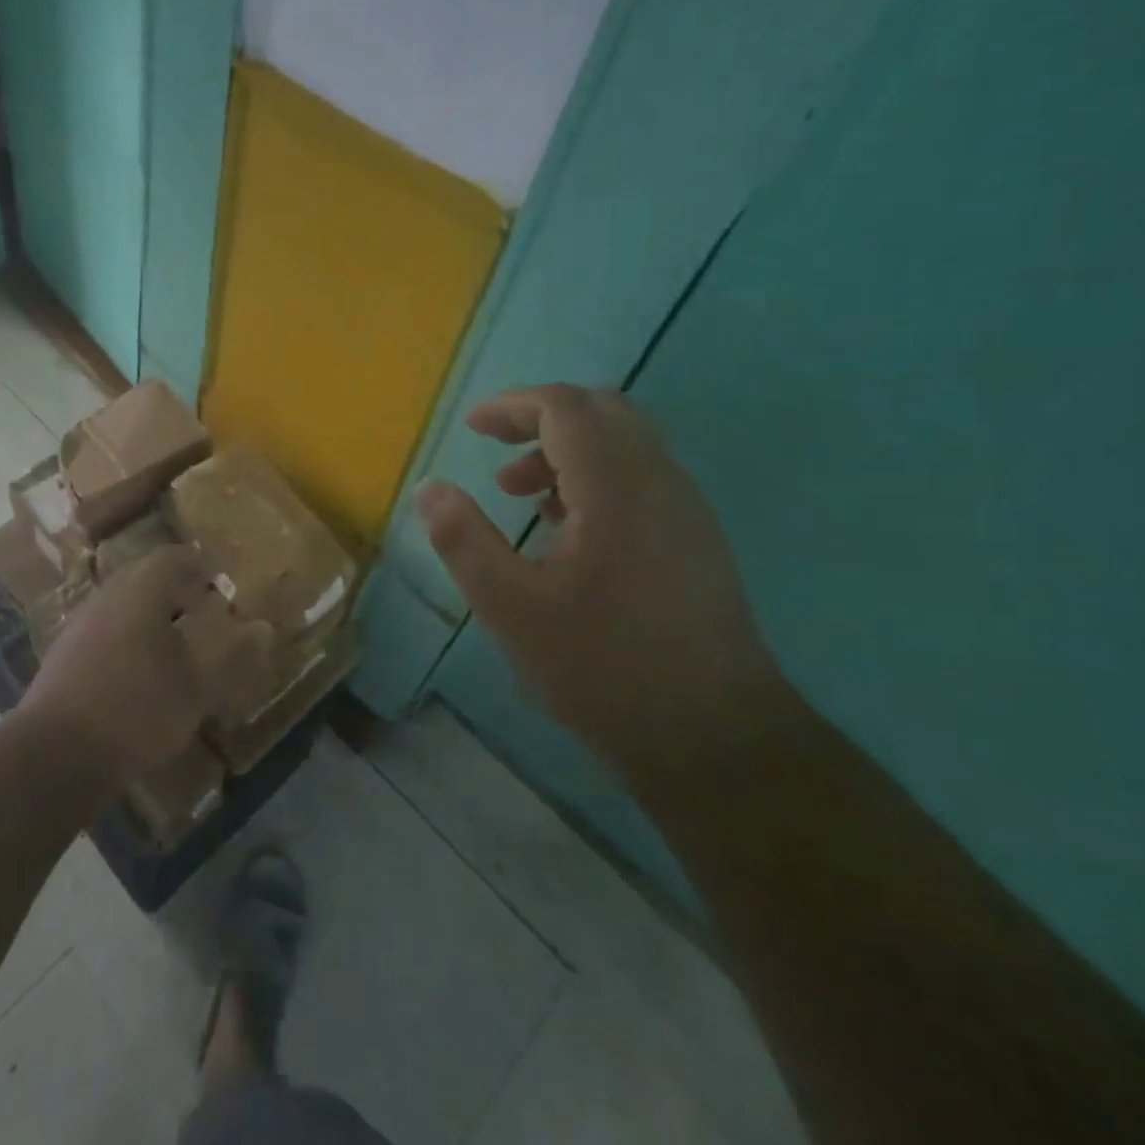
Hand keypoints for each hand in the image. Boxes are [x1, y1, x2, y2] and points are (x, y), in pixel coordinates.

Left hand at [18, 544, 267, 786]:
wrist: (53, 756)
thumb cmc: (136, 711)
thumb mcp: (196, 691)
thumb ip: (233, 660)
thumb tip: (264, 630)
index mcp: (140, 594)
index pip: (171, 558)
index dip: (197, 563)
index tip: (217, 575)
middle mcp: (106, 600)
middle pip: (142, 578)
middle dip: (173, 587)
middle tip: (200, 603)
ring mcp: (79, 628)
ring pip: (120, 605)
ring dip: (148, 613)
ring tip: (174, 639)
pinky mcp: (62, 658)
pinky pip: (104, 631)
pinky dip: (127, 637)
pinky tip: (138, 670)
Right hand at [417, 384, 793, 790]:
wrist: (715, 739)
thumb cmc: (603, 668)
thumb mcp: (510, 607)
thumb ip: (462, 539)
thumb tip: (430, 488)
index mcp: (616, 487)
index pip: (564, 407)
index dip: (511, 406)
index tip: (471, 428)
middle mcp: (660, 481)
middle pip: (601, 411)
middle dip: (540, 419)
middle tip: (495, 450)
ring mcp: (687, 510)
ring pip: (625, 443)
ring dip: (567, 451)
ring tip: (520, 496)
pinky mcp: (697, 540)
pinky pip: (642, 477)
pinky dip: (595, 477)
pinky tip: (565, 529)